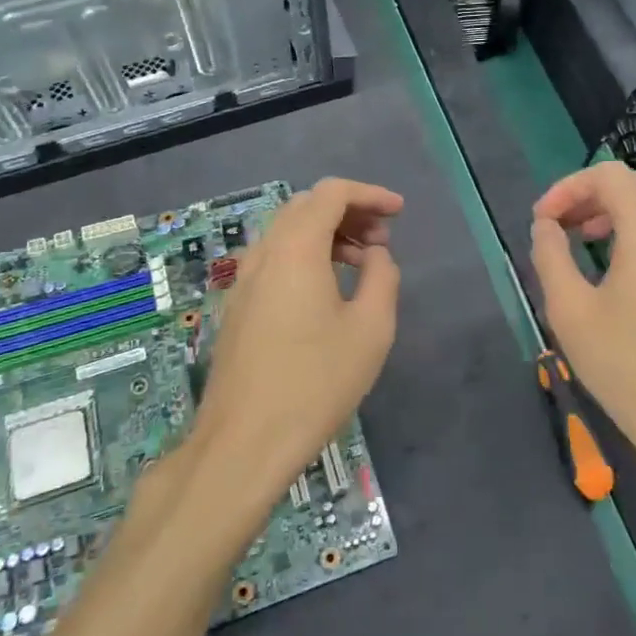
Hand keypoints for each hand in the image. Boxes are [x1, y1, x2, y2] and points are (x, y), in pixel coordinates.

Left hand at [191, 178, 402, 504]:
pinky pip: (274, 259)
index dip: (369, 194)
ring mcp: (243, 281)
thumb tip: (375, 255)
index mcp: (295, 249)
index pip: (331, 193)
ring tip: (362, 263)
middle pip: (306, 206)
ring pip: (287, 232)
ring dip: (327, 234)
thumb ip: (382, 277)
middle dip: (349, 211)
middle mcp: (263, 254)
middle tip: (383, 239)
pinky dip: (306, 255)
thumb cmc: (315, 383)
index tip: (399, 212)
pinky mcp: (236, 306)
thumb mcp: (370, 329)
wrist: (243, 443)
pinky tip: (328, 290)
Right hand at [529, 162, 635, 486]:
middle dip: (590, 195)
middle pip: (634, 184)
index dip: (568, 187)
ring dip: (617, 209)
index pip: (608, 176)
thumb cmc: (625, 364)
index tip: (541, 220)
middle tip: (560, 227)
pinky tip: (618, 266)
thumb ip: (550, 256)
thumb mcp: (569, 310)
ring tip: (586, 239)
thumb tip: (545, 225)